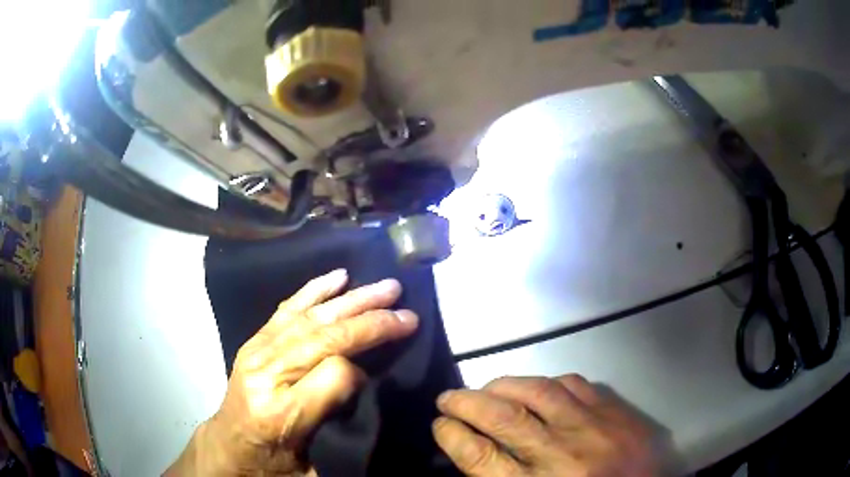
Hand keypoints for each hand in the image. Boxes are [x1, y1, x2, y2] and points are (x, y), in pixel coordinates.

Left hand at [166, 269, 418, 475]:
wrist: (229, 447)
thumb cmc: (272, 462)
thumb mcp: (310, 464)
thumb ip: (333, 419)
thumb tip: (359, 376)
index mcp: (282, 414)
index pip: (333, 375)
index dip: (361, 370)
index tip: (375, 373)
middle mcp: (266, 375)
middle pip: (324, 338)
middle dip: (370, 321)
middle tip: (405, 310)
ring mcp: (257, 353)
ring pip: (310, 318)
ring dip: (352, 300)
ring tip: (385, 287)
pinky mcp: (254, 342)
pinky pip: (287, 310)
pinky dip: (315, 290)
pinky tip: (338, 277)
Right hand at [433, 375, 659, 476]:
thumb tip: (475, 453)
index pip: (480, 456)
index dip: (452, 436)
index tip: (440, 424)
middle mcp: (562, 454)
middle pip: (503, 418)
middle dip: (466, 403)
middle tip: (448, 397)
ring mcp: (593, 427)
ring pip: (538, 392)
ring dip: (503, 386)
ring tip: (487, 388)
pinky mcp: (616, 411)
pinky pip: (575, 384)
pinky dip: (548, 382)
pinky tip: (538, 387)